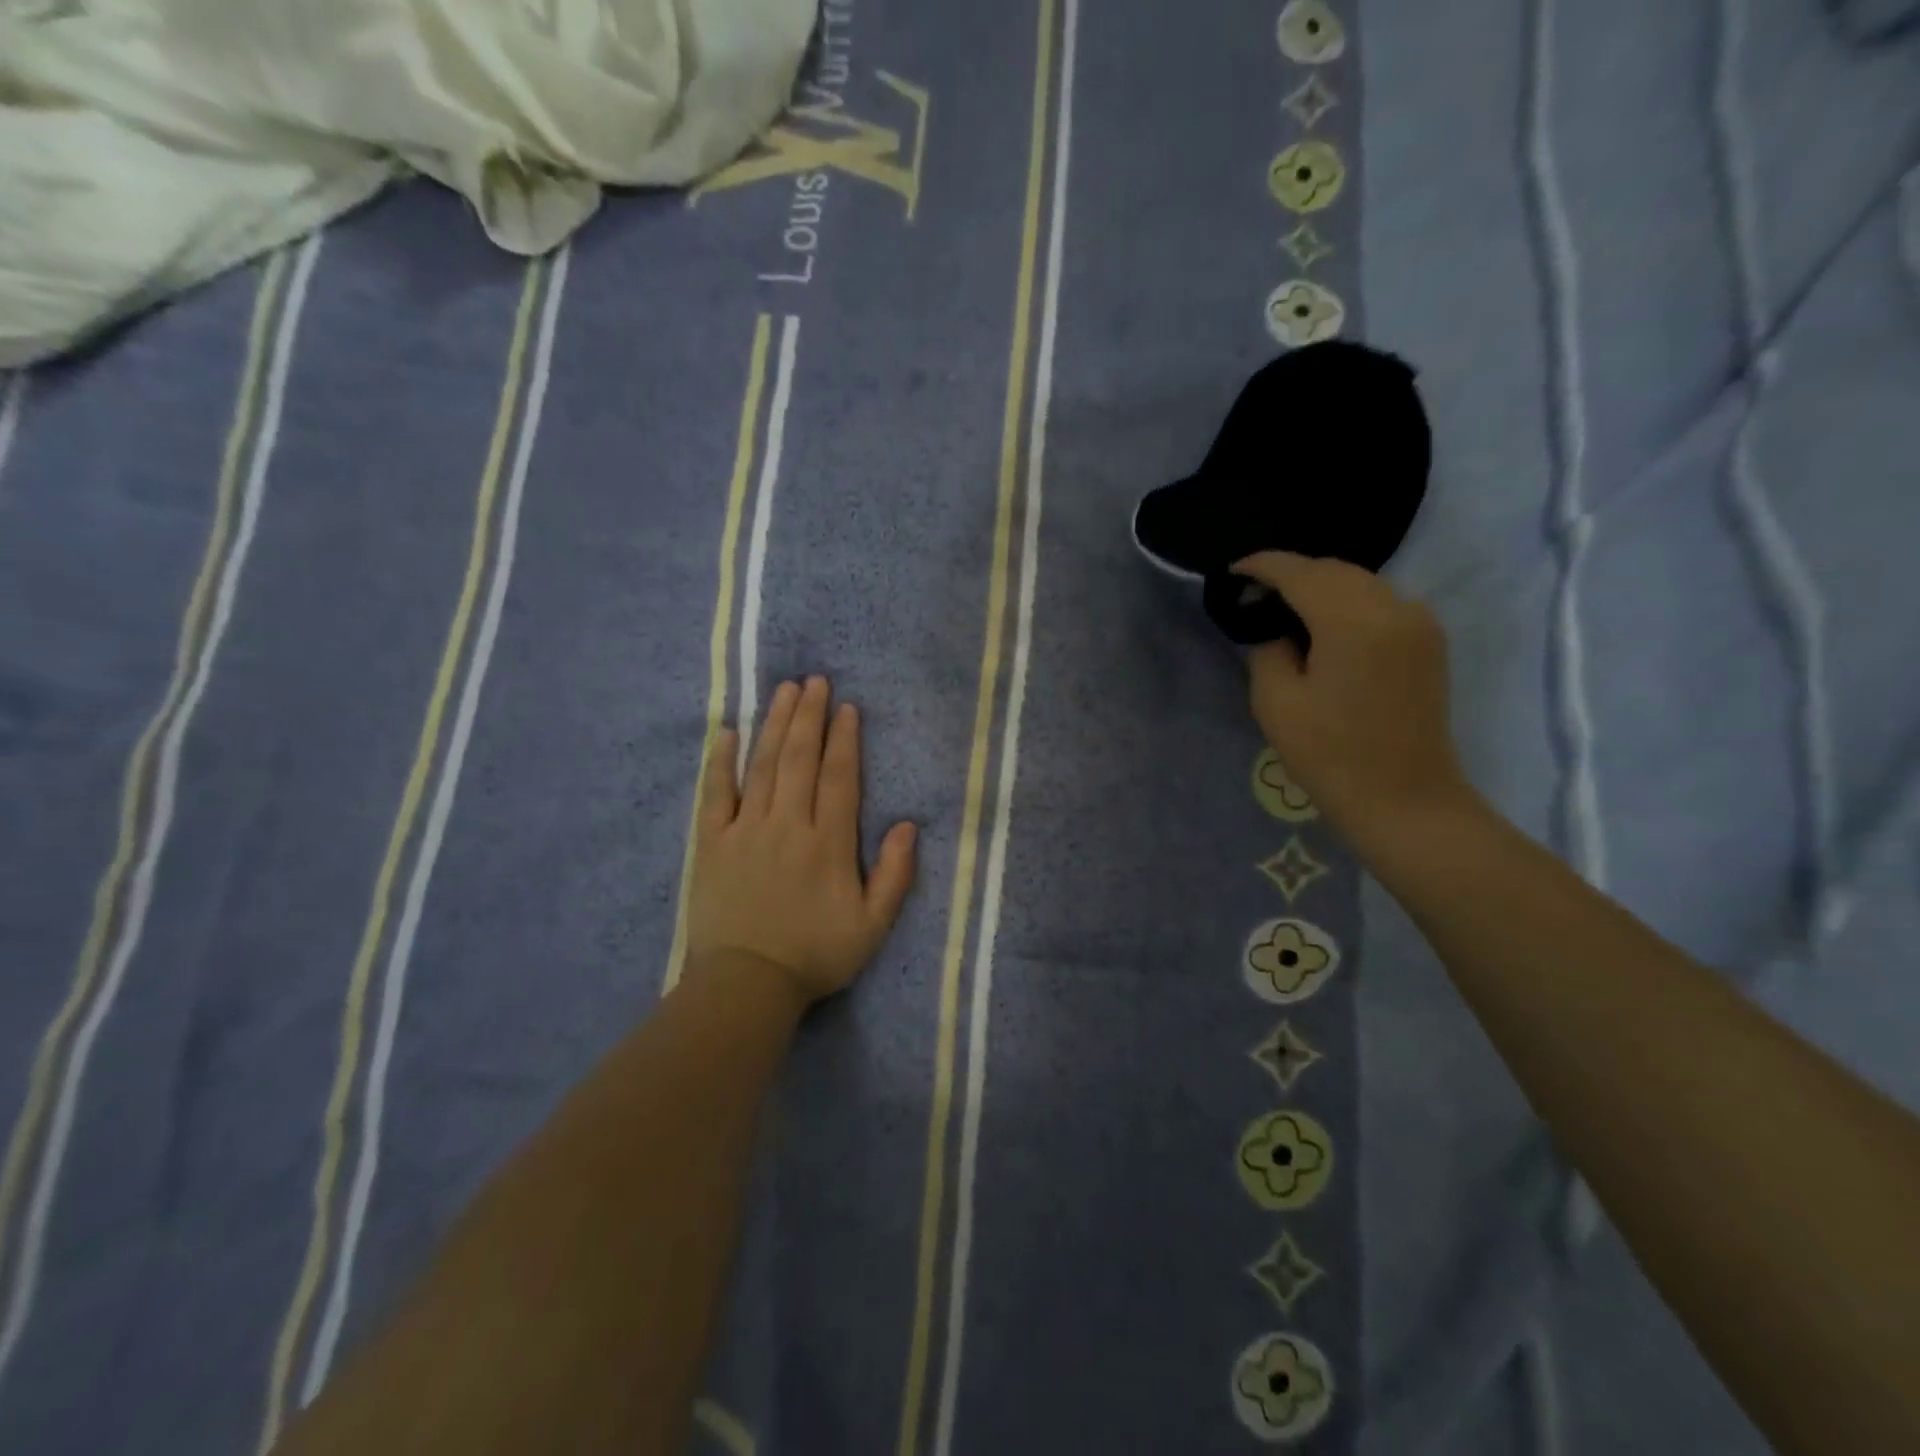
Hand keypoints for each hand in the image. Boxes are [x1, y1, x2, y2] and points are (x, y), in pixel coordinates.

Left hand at [685, 677, 917, 1005]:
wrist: (746, 984)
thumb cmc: (814, 955)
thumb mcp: (872, 926)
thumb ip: (895, 874)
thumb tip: (910, 825)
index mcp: (828, 843)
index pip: (838, 778)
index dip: (844, 740)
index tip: (846, 707)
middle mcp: (787, 824)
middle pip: (800, 759)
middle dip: (809, 716)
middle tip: (814, 680)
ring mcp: (745, 830)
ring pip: (763, 766)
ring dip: (774, 725)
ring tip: (783, 690)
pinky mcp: (711, 843)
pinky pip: (715, 793)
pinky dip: (721, 761)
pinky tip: (727, 733)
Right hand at [1236, 552, 1473, 845]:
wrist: (1405, 799)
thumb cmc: (1331, 756)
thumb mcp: (1276, 703)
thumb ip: (1267, 650)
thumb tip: (1270, 626)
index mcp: (1353, 622)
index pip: (1300, 573)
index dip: (1262, 566)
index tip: (1232, 571)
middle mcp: (1394, 607)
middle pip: (1333, 569)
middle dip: (1291, 573)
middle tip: (1253, 594)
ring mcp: (1419, 621)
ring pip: (1359, 581)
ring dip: (1319, 585)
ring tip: (1283, 608)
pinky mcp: (1428, 639)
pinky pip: (1379, 600)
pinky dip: (1345, 600)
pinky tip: (1322, 623)